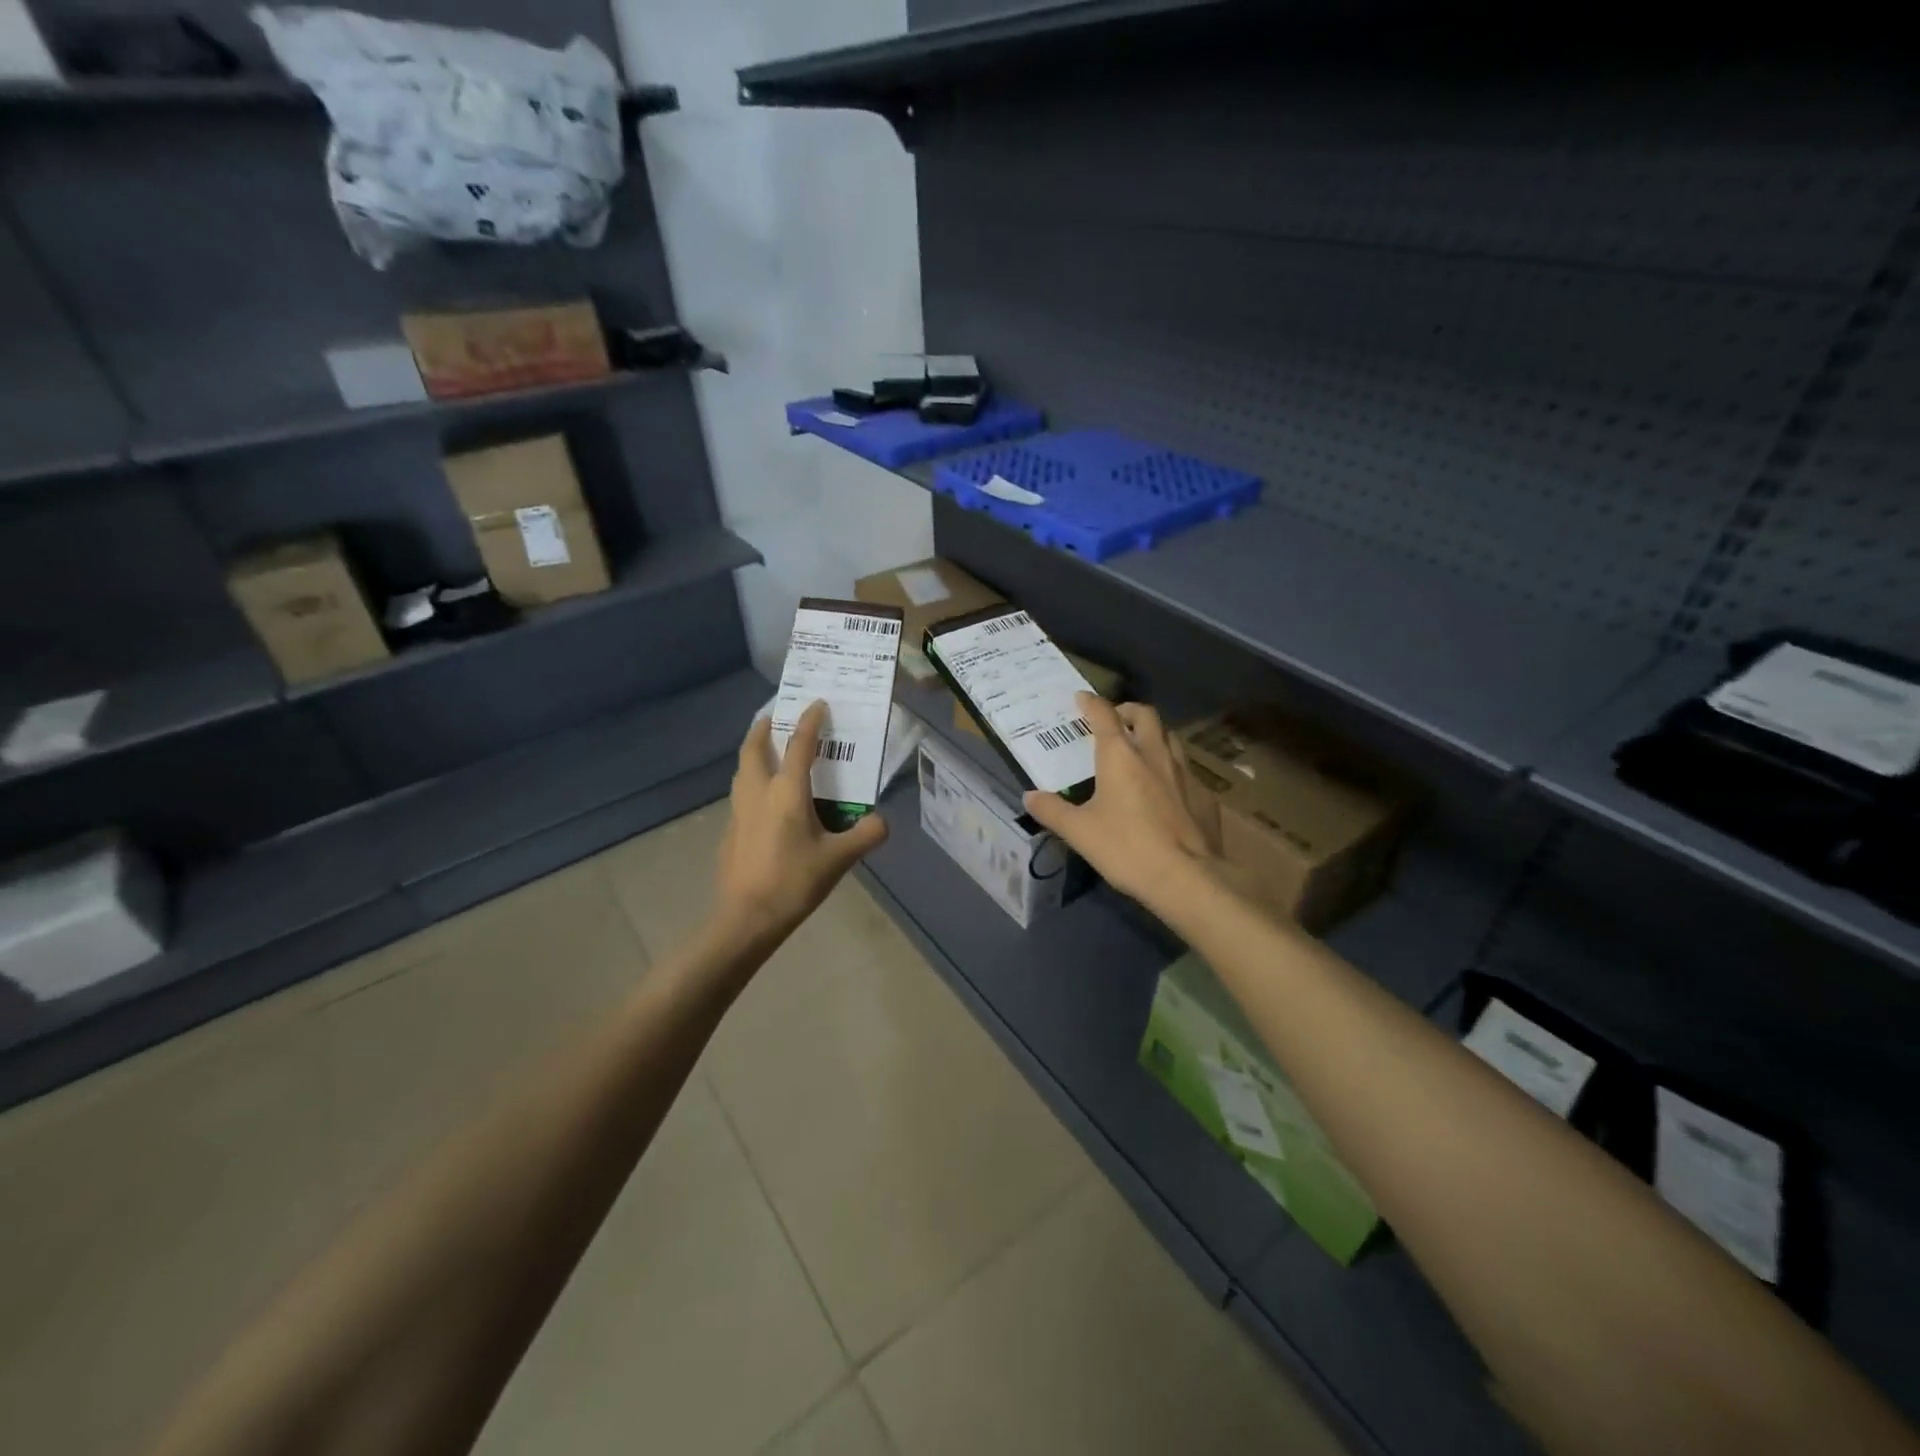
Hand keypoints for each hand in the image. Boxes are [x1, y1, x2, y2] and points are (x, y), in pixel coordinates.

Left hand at [711, 701, 888, 944]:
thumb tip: (882, 821)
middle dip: (764, 727)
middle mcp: (758, 792)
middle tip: (774, 716)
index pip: (800, 745)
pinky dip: (750, 779)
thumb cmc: (793, 882)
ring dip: (753, 751)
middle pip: (755, 748)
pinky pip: (740, 792)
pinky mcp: (731, 830)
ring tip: (766, 749)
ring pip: (742, 768)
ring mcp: (739, 810)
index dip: (810, 721)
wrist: (746, 918)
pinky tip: (762, 798)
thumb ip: (866, 835)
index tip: (817, 704)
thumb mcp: (839, 860)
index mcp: (786, 792)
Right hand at [1023, 694, 1226, 909]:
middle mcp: (1154, 754)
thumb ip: (1052, 810)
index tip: (1081, 698)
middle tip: (1116, 720)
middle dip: (1128, 711)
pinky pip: (1187, 770)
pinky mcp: (1205, 795)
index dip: (1091, 703)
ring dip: (1154, 735)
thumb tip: (1029, 797)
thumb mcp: (1079, 832)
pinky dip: (1173, 769)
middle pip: (1145, 715)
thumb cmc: (1126, 848)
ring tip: (1142, 749)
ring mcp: (1185, 773)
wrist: (1186, 878)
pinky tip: (1167, 790)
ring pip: (1171, 738)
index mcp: (1120, 756)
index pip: (1104, 715)